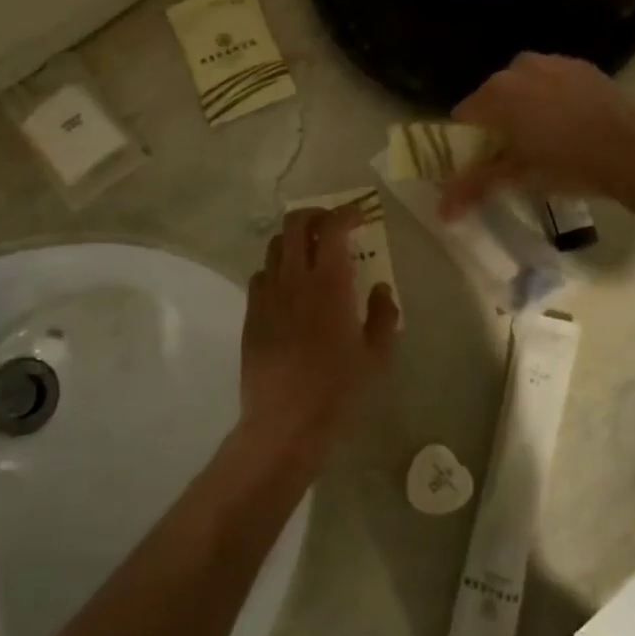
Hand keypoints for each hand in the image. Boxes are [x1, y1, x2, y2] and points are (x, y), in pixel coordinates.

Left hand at [239, 206, 397, 467]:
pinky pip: (260, 276)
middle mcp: (294, 279)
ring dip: (294, 240)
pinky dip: (277, 270)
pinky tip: (289, 289)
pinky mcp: (251, 315)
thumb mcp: (377, 356)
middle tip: (332, 225)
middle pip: (295, 224)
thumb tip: (380, 289)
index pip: (332, 227)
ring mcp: (267, 296)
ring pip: (274, 247)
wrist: (284, 422)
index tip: (359, 216)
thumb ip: (383, 315)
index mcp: (329, 284)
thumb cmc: (338, 390)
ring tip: (310, 254)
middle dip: (315, 215)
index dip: (346, 213)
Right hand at [441, 53, 634, 214]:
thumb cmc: (569, 165)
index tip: (482, 164)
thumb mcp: (518, 178)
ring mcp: (552, 62)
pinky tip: (569, 127)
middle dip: (496, 125)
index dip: (468, 143)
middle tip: (513, 158)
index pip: (463, 117)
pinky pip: (551, 83)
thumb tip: (441, 212)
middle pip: (492, 99)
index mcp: (496, 94)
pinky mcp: (581, 66)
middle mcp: (518, 68)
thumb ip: (474, 187)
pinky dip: (551, 101)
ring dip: (524, 110)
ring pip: (523, 88)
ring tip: (543, 143)